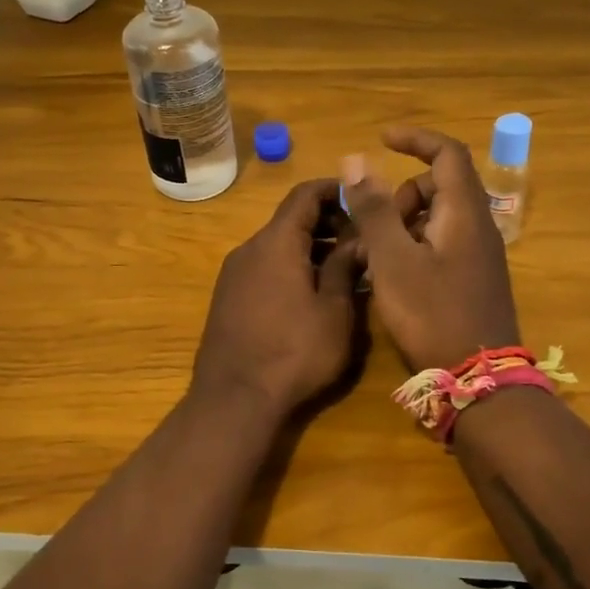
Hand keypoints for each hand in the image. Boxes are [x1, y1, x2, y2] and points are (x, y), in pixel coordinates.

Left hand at [191, 179, 363, 415]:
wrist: (234, 399)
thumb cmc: (294, 351)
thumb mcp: (334, 311)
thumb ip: (346, 267)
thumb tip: (359, 239)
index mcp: (277, 242)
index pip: (304, 194)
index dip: (334, 190)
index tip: (362, 198)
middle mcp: (250, 248)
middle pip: (290, 219)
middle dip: (328, 222)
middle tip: (361, 240)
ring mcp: (233, 273)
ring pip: (277, 245)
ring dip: (311, 248)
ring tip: (344, 269)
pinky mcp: (227, 297)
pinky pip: (264, 267)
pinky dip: (290, 267)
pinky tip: (311, 294)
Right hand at [340, 128, 521, 372]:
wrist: (477, 379)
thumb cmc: (432, 314)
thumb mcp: (393, 259)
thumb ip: (374, 209)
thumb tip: (356, 161)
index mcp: (464, 212)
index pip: (448, 153)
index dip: (416, 139)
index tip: (382, 139)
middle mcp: (478, 226)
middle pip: (440, 185)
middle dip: (402, 193)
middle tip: (374, 225)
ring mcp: (479, 254)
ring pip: (438, 216)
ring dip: (404, 222)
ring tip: (377, 255)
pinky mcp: (473, 278)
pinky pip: (441, 242)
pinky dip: (415, 244)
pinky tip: (393, 275)